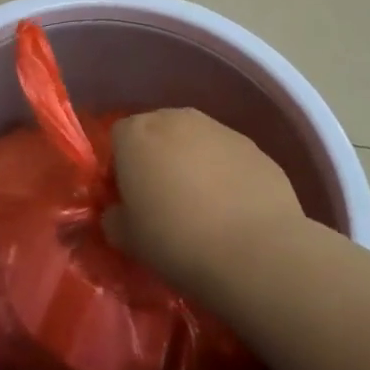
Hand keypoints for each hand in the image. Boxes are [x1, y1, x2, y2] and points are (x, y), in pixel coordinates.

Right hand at [109, 109, 306, 294]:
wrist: (255, 251)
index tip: (130, 198)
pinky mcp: (253, 145)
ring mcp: (218, 128)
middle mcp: (176, 119)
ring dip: (192, 163)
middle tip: (163, 200)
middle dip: (156, 158)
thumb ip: (114, 218)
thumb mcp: (128, 239)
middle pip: (157, 131)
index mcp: (136, 134)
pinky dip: (225, 173)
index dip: (121, 167)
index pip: (118, 137)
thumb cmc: (177, 240)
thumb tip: (118, 213)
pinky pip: (227, 155)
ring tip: (202, 206)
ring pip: (194, 141)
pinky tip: (233, 208)